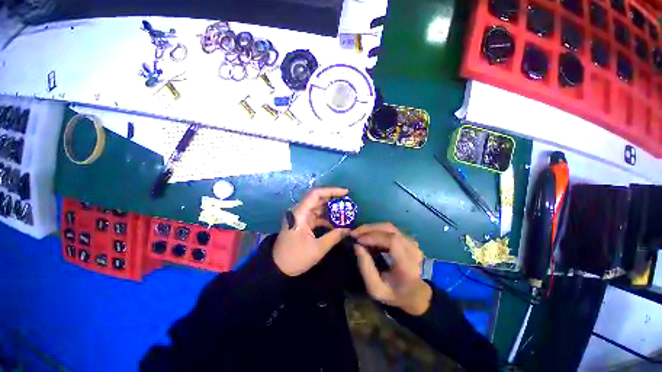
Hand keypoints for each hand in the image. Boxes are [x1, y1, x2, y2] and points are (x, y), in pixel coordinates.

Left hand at [273, 187, 350, 275]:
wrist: (277, 268)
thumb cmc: (295, 257)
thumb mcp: (317, 248)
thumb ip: (334, 237)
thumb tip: (348, 230)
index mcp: (300, 213)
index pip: (316, 194)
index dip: (331, 191)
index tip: (345, 192)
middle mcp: (299, 211)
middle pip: (317, 198)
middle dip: (333, 199)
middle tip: (347, 202)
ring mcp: (300, 216)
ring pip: (317, 207)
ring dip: (330, 209)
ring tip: (344, 211)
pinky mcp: (302, 222)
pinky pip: (315, 215)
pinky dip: (325, 218)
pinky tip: (336, 223)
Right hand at [351, 223, 431, 315]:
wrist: (414, 293)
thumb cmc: (394, 294)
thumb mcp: (376, 289)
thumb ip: (366, 269)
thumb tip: (357, 246)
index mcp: (408, 265)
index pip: (392, 241)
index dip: (373, 236)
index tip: (358, 240)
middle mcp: (413, 250)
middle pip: (390, 229)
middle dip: (369, 229)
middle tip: (354, 234)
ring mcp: (412, 243)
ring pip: (389, 227)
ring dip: (371, 228)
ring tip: (359, 235)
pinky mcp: (408, 239)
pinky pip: (390, 230)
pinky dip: (377, 231)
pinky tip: (367, 237)